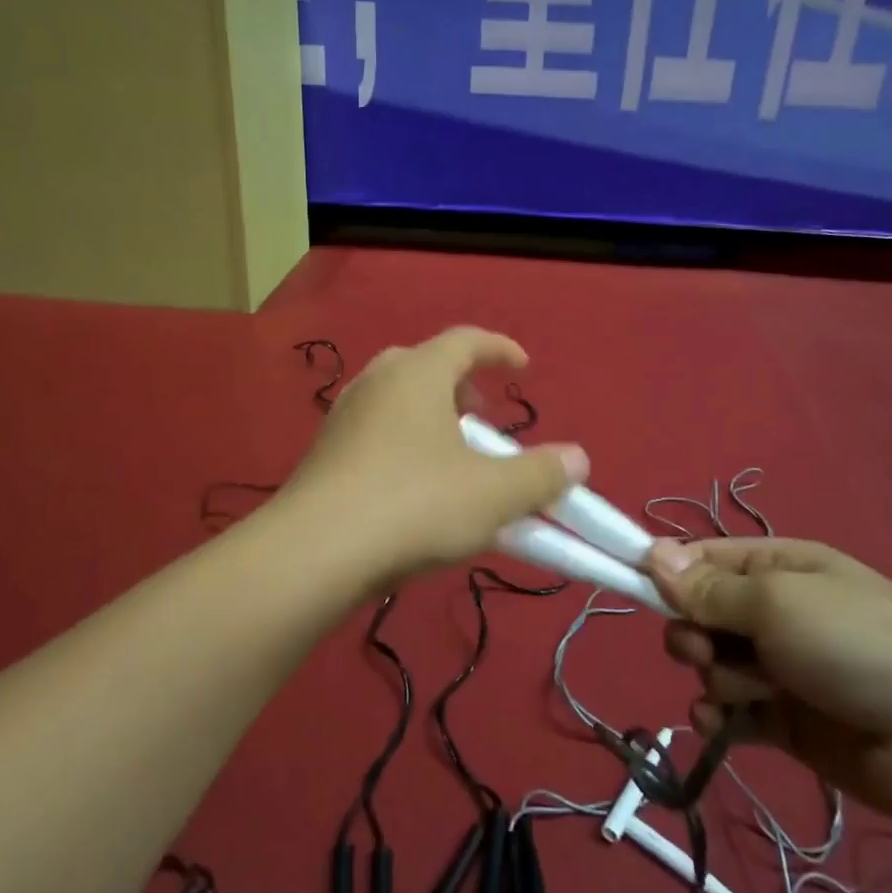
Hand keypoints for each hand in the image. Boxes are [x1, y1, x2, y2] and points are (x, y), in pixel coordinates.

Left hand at [284, 327, 587, 583]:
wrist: (314, 552)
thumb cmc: (413, 506)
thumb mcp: (492, 494)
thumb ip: (541, 475)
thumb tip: (577, 458)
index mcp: (417, 373)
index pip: (465, 340)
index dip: (499, 349)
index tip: (524, 367)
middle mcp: (376, 383)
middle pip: (425, 366)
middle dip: (462, 386)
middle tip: (483, 418)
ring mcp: (344, 418)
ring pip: (396, 401)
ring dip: (431, 418)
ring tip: (453, 458)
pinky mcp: (324, 454)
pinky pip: (375, 433)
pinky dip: (404, 444)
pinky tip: (414, 489)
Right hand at [646, 537, 891, 822]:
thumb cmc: (856, 643)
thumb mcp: (777, 602)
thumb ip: (708, 588)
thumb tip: (651, 553)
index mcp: (776, 568)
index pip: (703, 560)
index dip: (668, 573)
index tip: (638, 588)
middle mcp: (773, 612)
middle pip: (700, 614)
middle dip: (693, 632)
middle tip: (706, 649)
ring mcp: (777, 666)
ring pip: (710, 664)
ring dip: (715, 677)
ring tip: (748, 691)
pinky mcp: (781, 718)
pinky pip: (727, 710)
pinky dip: (718, 716)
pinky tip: (722, 723)